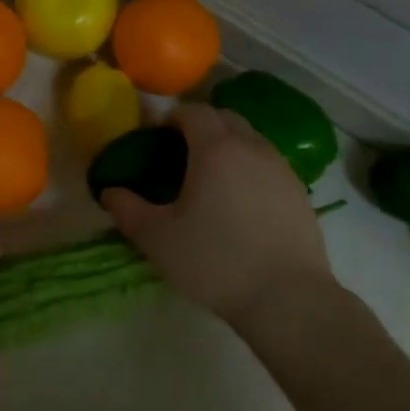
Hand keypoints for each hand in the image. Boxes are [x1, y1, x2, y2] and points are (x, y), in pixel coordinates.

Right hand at [101, 106, 334, 327]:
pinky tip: (239, 202)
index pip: (193, 112)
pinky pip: (268, 165)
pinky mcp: (300, 193)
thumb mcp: (157, 238)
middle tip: (180, 152)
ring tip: (210, 178)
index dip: (171, 118)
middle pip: (225, 118)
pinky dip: (249, 168)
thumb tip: (109, 192)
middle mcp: (252, 148)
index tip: (156, 137)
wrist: (287, 298)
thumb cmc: (214, 261)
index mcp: (216, 149)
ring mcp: (281, 169)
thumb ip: (127, 210)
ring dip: (228, 146)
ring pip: (251, 140)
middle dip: (201, 126)